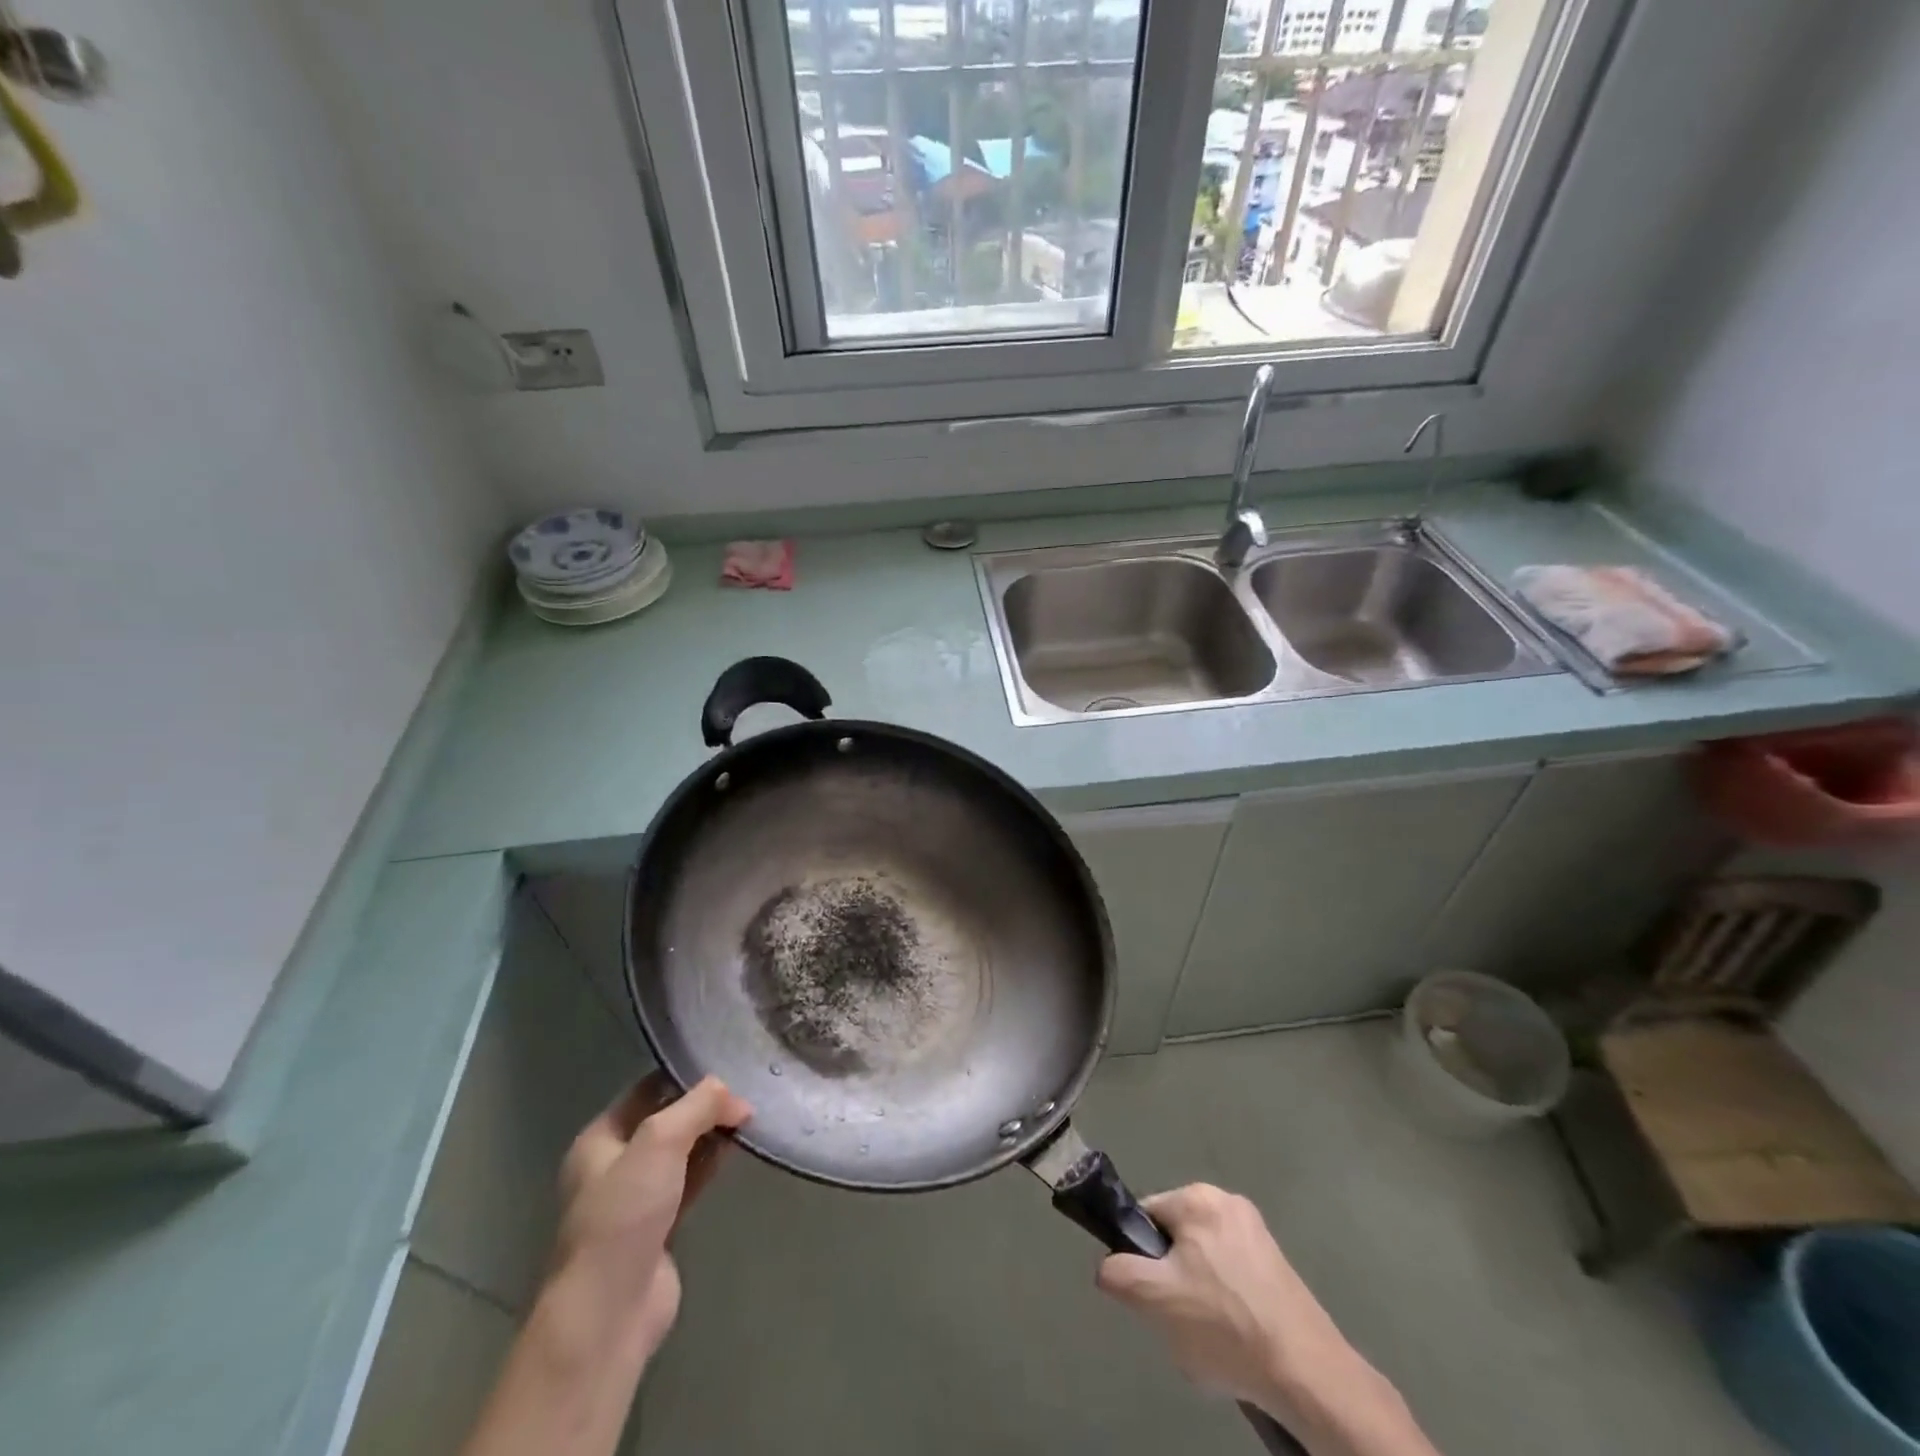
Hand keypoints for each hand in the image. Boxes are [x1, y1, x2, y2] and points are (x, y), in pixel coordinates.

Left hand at [550, 1073, 752, 1363]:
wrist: (610, 1310)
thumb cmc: (624, 1214)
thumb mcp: (660, 1141)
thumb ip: (699, 1106)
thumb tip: (735, 1096)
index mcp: (599, 1139)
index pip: (647, 1089)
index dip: (684, 1075)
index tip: (726, 1065)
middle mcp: (614, 1164)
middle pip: (666, 1119)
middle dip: (703, 1105)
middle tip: (745, 1091)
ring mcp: (637, 1198)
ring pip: (681, 1151)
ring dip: (711, 1134)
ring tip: (749, 1116)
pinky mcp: (660, 1227)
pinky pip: (690, 1182)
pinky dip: (711, 1164)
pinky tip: (737, 1150)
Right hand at [1096, 1184, 1355, 1410]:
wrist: (1307, 1374)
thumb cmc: (1224, 1326)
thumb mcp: (1155, 1301)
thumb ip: (1119, 1274)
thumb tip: (1107, 1267)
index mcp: (1197, 1197)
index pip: (1146, 1216)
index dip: (1141, 1256)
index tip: (1153, 1294)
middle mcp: (1228, 1201)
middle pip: (1176, 1238)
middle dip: (1172, 1278)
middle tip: (1181, 1318)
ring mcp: (1258, 1232)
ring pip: (1204, 1260)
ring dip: (1198, 1293)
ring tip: (1210, 1334)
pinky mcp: (1278, 1264)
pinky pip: (1233, 1274)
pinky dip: (1227, 1303)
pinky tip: (1236, 1338)